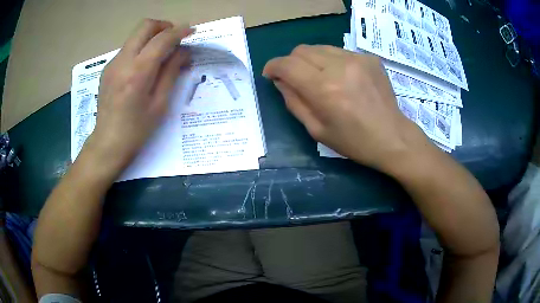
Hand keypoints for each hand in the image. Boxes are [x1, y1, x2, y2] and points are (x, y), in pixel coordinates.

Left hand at [85, 19, 192, 170]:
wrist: (107, 143)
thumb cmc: (137, 130)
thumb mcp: (160, 103)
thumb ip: (172, 72)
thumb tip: (184, 51)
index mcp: (138, 73)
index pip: (162, 39)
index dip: (179, 31)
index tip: (191, 31)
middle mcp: (123, 61)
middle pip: (145, 26)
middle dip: (164, 26)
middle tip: (174, 38)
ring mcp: (112, 63)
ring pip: (135, 35)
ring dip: (152, 37)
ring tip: (161, 54)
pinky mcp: (108, 68)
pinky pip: (128, 48)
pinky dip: (140, 48)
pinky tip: (143, 66)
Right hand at [263, 45, 429, 171]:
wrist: (393, 137)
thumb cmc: (354, 141)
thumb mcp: (317, 130)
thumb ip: (294, 102)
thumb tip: (280, 81)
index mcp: (324, 89)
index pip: (287, 65)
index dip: (273, 67)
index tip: (270, 74)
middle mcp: (340, 67)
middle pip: (301, 50)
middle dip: (291, 62)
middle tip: (296, 78)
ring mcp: (357, 59)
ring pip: (319, 47)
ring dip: (311, 60)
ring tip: (320, 78)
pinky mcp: (369, 57)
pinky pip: (339, 51)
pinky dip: (332, 61)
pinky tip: (342, 77)